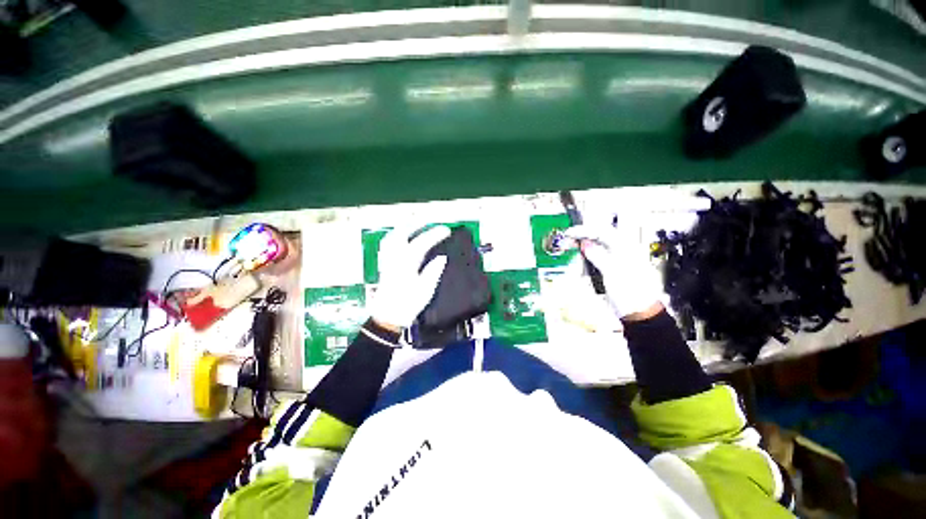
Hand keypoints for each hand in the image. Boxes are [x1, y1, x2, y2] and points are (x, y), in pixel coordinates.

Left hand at [368, 226, 450, 329]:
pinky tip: (400, 237)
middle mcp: (394, 258)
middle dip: (416, 224)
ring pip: (392, 237)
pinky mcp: (384, 266)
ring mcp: (387, 261)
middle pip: (402, 233)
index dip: (435, 235)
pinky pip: (387, 245)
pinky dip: (395, 236)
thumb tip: (441, 258)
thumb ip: (432, 272)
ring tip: (414, 224)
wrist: (387, 319)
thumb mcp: (425, 291)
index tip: (446, 230)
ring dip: (404, 228)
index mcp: (406, 264)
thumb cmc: (407, 306)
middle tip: (429, 221)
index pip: (422, 243)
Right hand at [565, 224, 664, 319]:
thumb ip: (598, 256)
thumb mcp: (612, 273)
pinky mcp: (615, 270)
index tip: (570, 233)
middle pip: (601, 237)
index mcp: (627, 249)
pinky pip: (599, 258)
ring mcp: (619, 261)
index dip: (584, 230)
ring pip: (599, 247)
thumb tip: (585, 244)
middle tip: (569, 239)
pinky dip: (589, 258)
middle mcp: (624, 252)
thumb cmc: (632, 295)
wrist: (641, 315)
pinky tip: (583, 261)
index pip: (603, 231)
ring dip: (585, 246)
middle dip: (584, 236)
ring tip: (573, 248)